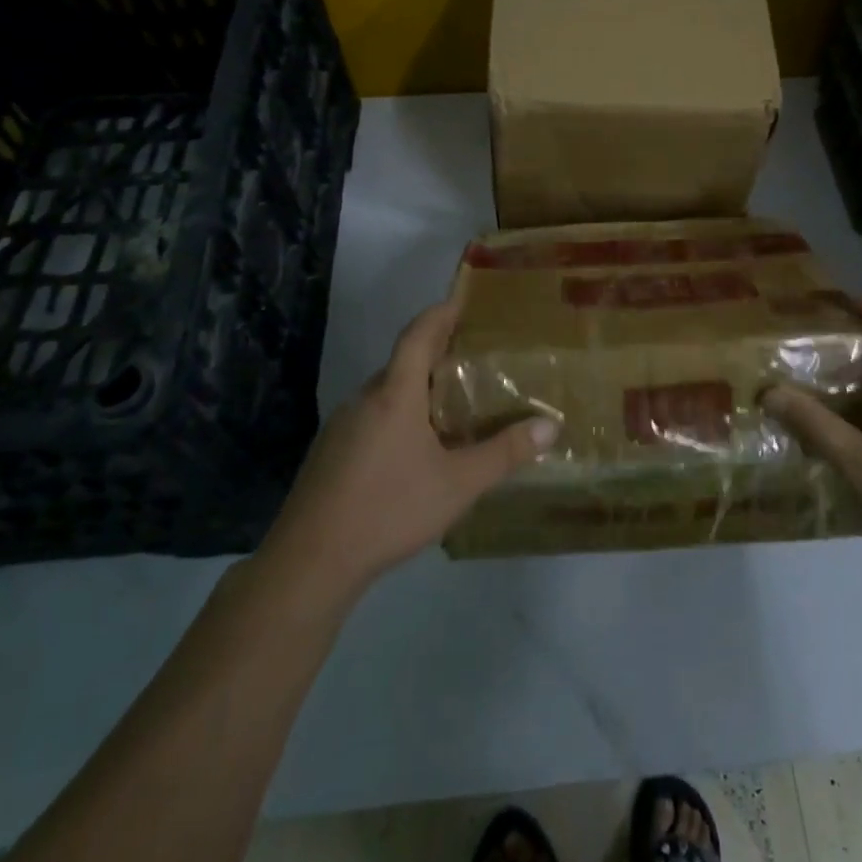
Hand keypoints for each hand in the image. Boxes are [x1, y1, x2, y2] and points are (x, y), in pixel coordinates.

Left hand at [259, 299, 557, 597]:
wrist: (310, 561)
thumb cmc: (389, 509)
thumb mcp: (458, 484)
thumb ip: (504, 453)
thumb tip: (550, 426)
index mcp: (394, 394)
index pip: (418, 335)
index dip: (440, 313)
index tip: (461, 300)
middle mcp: (364, 399)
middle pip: (402, 362)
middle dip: (436, 353)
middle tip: (473, 357)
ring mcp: (342, 426)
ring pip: (386, 392)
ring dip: (417, 387)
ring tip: (453, 401)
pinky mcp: (330, 452)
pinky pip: (372, 416)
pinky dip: (398, 414)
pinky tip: (416, 447)